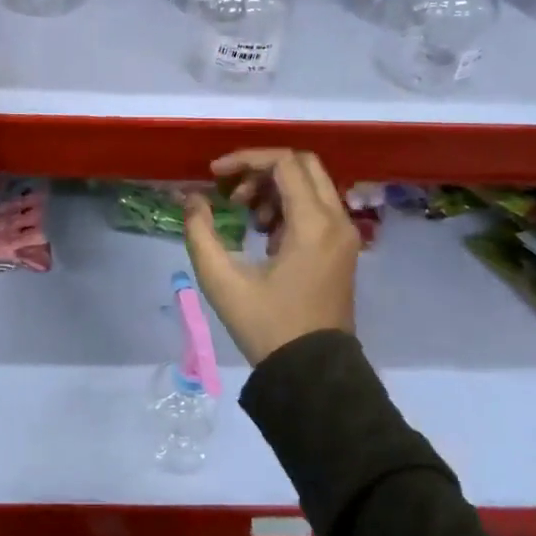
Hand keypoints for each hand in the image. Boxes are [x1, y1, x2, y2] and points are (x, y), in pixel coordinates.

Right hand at [183, 149, 358, 364]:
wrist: (313, 376)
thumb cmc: (268, 327)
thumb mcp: (223, 281)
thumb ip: (201, 232)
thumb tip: (191, 199)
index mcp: (313, 224)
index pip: (284, 162)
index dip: (245, 159)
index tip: (214, 175)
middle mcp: (337, 221)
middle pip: (303, 165)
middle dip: (262, 169)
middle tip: (233, 193)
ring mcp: (344, 236)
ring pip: (311, 185)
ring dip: (275, 188)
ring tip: (245, 216)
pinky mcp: (342, 250)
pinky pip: (317, 207)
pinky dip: (289, 206)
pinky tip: (264, 235)